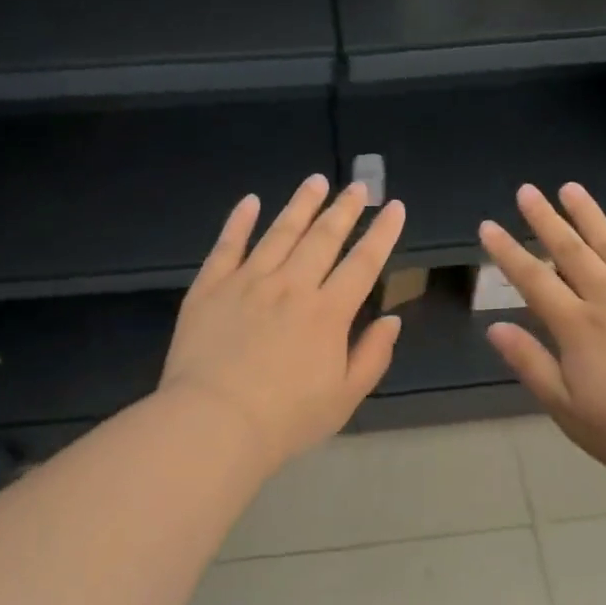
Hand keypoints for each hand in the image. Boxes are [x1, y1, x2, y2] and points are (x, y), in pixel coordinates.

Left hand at [162, 175, 406, 472]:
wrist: (213, 423)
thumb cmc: (285, 419)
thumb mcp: (344, 398)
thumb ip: (372, 356)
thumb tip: (392, 320)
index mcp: (328, 312)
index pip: (363, 263)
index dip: (382, 233)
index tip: (394, 207)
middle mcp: (291, 286)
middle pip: (323, 237)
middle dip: (344, 209)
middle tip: (358, 185)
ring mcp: (248, 281)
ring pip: (280, 231)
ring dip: (300, 204)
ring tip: (315, 181)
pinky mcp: (211, 286)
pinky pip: (228, 244)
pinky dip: (239, 220)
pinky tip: (250, 201)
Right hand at [480, 183, 605, 487]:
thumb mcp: (567, 408)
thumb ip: (531, 364)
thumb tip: (494, 328)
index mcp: (577, 327)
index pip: (533, 280)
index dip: (508, 252)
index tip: (489, 225)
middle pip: (570, 251)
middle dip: (545, 219)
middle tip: (527, 191)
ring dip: (589, 215)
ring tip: (570, 188)